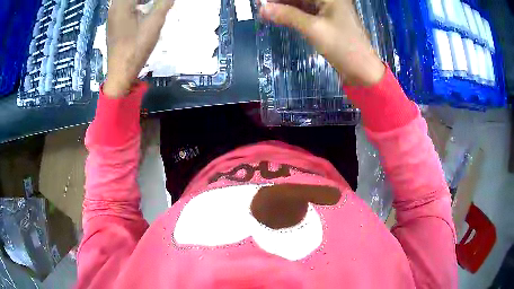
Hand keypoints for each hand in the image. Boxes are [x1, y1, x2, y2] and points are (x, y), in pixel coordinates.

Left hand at [103, 0, 173, 96]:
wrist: (121, 73)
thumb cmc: (136, 48)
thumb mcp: (154, 23)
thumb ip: (164, 4)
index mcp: (121, 4)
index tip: (162, 2)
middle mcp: (114, 7)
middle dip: (146, 0)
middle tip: (159, 3)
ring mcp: (113, 16)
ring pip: (128, 2)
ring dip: (142, 2)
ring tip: (155, 4)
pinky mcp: (114, 24)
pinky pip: (126, 7)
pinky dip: (136, 5)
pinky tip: (145, 10)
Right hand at [259, 0, 384, 85]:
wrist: (363, 71)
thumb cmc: (343, 47)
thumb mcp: (314, 29)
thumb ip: (287, 15)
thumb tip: (262, 8)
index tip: (262, 2)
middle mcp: (330, 0)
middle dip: (280, 1)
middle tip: (261, 7)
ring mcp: (328, 10)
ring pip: (302, 4)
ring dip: (285, 7)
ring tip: (266, 12)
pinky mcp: (327, 21)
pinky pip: (306, 13)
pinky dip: (292, 15)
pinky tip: (279, 17)